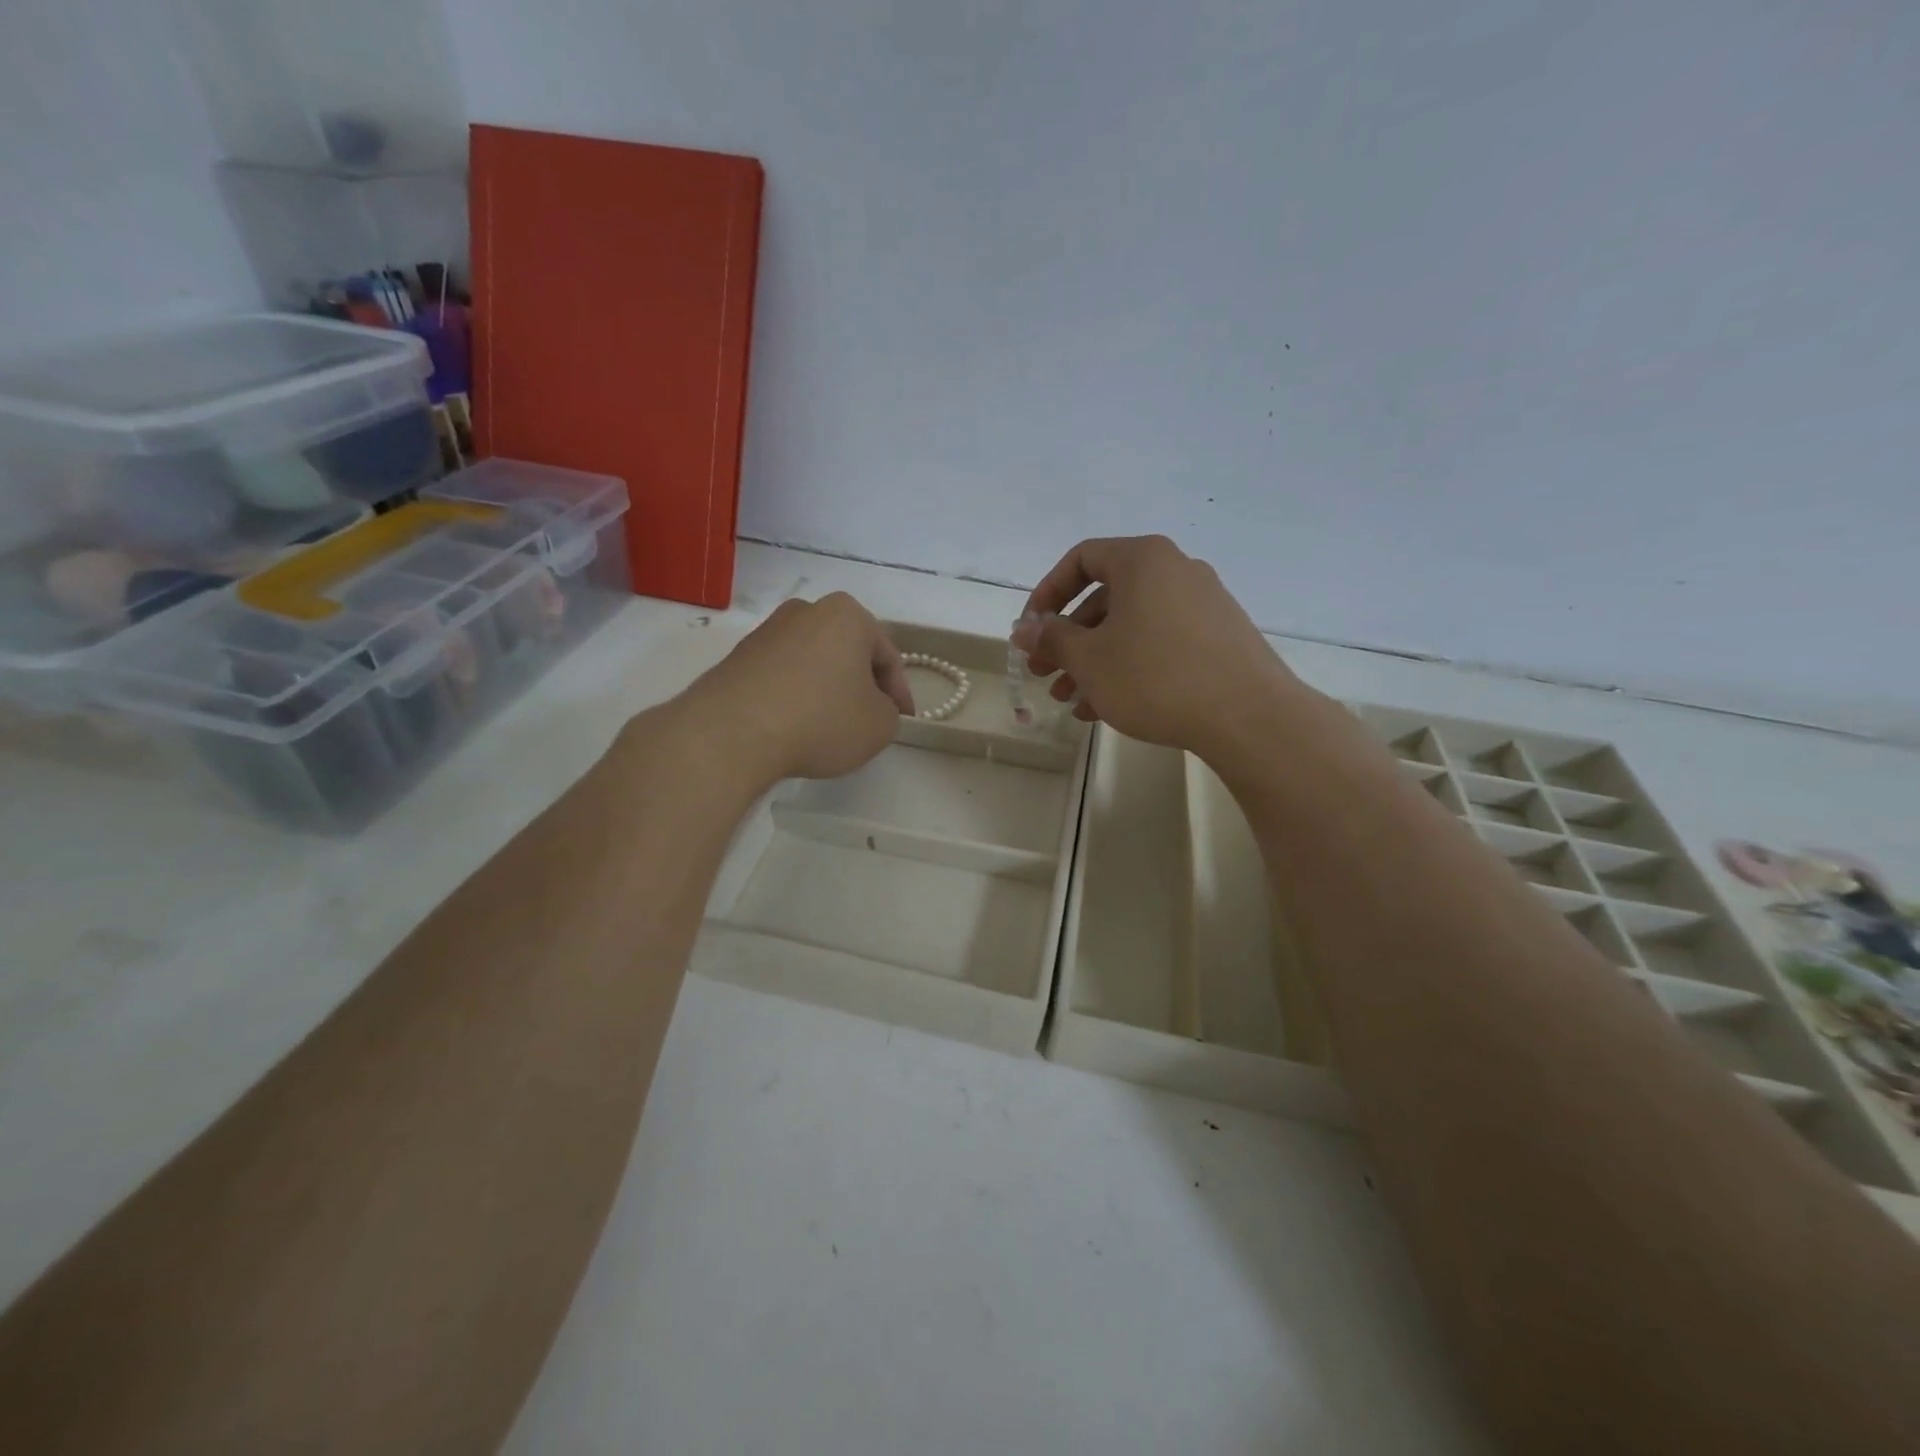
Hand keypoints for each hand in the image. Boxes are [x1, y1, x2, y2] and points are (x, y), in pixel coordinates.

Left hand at [684, 592, 912, 787]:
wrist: (731, 732)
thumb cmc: (820, 720)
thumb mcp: (879, 726)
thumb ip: (890, 713)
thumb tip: (873, 709)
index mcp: (847, 615)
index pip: (887, 656)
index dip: (900, 693)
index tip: (903, 721)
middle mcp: (806, 611)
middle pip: (848, 653)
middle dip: (861, 685)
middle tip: (869, 720)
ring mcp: (767, 632)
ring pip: (814, 663)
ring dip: (827, 690)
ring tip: (830, 728)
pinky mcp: (738, 658)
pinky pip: (782, 677)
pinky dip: (795, 697)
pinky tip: (795, 727)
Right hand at [1016, 535, 1307, 754]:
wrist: (1248, 716)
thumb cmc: (1155, 677)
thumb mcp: (1090, 660)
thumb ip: (1052, 639)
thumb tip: (1024, 630)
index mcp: (1143, 560)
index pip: (1081, 559)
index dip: (1047, 593)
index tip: (1032, 631)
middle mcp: (1176, 571)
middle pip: (1106, 598)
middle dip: (1068, 639)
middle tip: (1044, 674)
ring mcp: (1203, 604)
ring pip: (1131, 626)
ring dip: (1094, 661)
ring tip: (1070, 701)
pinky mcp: (1219, 637)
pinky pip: (1159, 643)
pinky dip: (1129, 667)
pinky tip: (1107, 707)